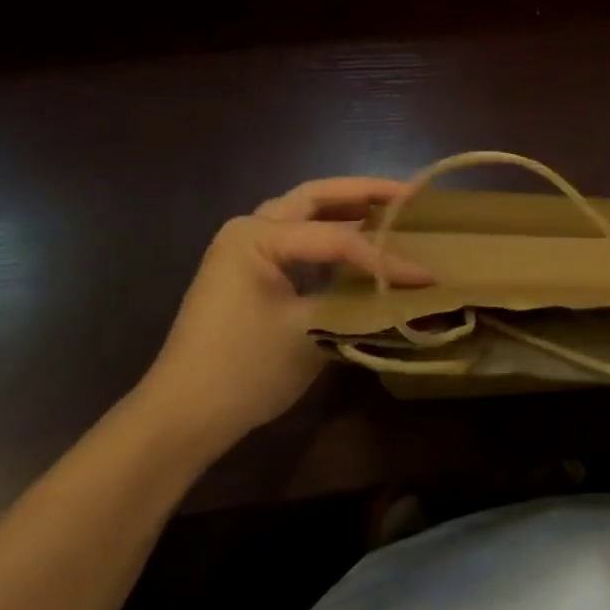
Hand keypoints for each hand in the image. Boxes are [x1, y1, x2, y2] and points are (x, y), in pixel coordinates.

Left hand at [131, 178, 433, 458]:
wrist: (182, 418)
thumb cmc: (243, 370)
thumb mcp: (310, 331)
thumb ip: (361, 299)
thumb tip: (412, 290)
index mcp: (257, 236)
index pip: (337, 239)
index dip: (386, 257)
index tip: (428, 275)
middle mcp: (249, 230)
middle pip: (316, 197)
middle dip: (364, 192)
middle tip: (410, 196)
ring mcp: (244, 249)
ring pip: (305, 212)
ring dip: (347, 207)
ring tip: (392, 209)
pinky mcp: (249, 272)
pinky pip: (298, 239)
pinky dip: (331, 233)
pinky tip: (359, 243)